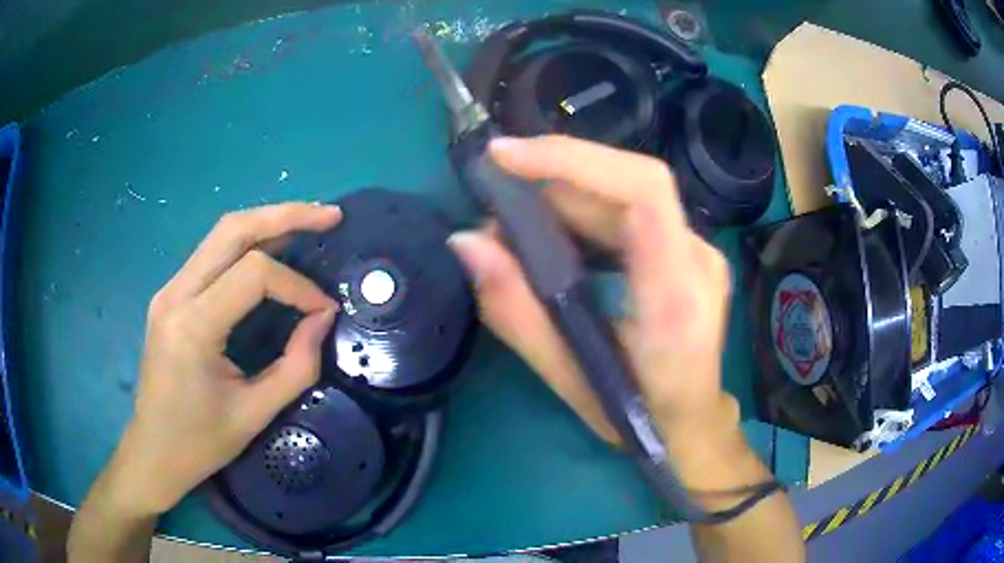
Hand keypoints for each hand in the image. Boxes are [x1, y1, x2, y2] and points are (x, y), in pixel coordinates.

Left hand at [109, 203, 340, 517]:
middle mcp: (175, 294)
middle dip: (285, 215)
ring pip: (220, 234)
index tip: (324, 310)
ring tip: (308, 221)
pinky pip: (212, 255)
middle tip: (330, 216)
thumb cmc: (201, 442)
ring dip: (267, 222)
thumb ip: (297, 365)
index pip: (253, 274)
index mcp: (192, 326)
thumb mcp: (255, 414)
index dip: (297, 285)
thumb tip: (323, 317)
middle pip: (232, 230)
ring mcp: (169, 290)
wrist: (154, 451)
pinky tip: (272, 249)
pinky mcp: (170, 295)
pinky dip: (247, 244)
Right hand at [447, 135, 737, 445]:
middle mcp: (699, 260)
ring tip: (517, 227)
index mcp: (675, 299)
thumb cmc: (637, 417)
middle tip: (497, 205)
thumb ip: (516, 313)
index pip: (643, 193)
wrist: (693, 422)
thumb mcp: (569, 381)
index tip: (506, 157)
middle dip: (556, 179)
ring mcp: (700, 251)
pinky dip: (585, 212)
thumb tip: (467, 243)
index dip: (574, 160)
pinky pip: (634, 210)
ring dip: (566, 196)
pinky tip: (554, 236)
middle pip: (630, 183)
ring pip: (628, 193)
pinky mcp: (690, 250)